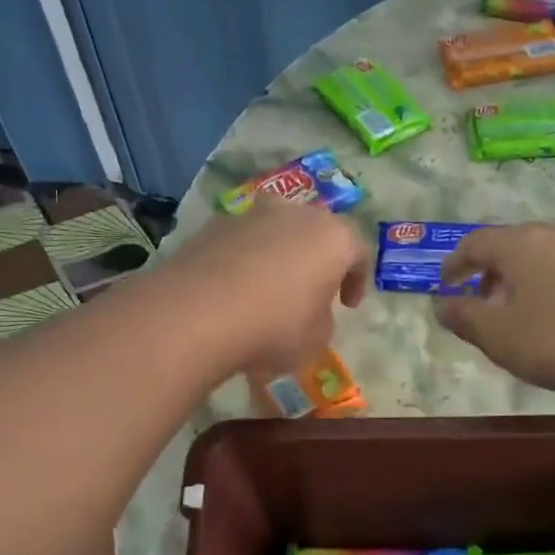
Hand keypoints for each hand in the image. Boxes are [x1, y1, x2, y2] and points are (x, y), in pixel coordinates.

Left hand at [166, 200, 370, 374]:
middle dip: (316, 259)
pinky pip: (240, 242)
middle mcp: (295, 214)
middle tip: (312, 289)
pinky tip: (234, 290)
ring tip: (269, 289)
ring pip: (275, 231)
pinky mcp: (212, 225)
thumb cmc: (274, 327)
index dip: (358, 280)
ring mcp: (250, 215)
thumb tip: (309, 310)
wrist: (197, 314)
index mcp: (332, 237)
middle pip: (315, 231)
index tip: (348, 305)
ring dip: (278, 255)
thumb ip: (321, 319)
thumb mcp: (316, 339)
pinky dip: (244, 260)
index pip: (358, 251)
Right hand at [435, 223, 554, 392]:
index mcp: (519, 245)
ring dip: (523, 278)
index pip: (475, 243)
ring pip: (544, 254)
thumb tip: (440, 304)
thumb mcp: (500, 337)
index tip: (445, 283)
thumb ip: (465, 318)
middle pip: (512, 244)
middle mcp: (554, 234)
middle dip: (491, 271)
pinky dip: (553, 283)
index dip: (455, 263)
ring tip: (521, 310)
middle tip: (482, 300)